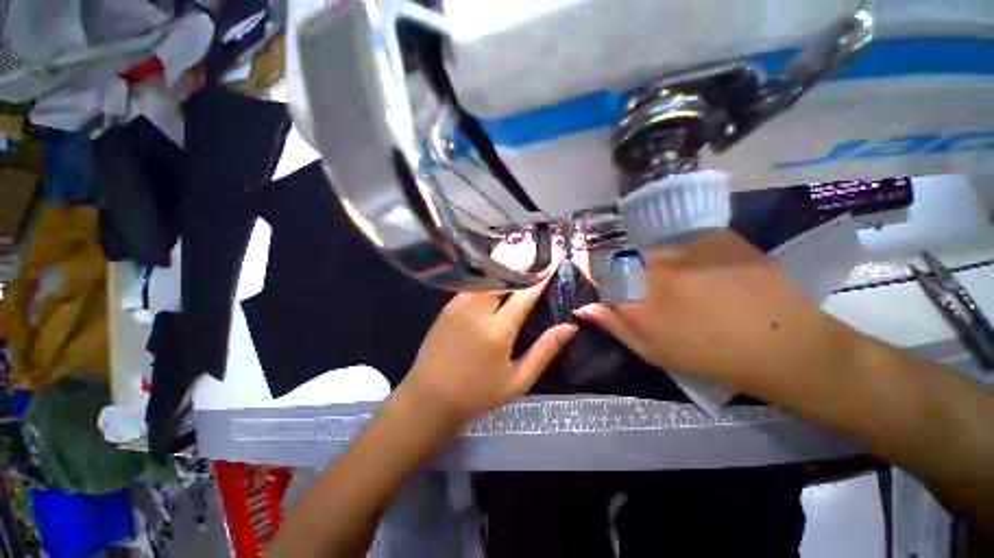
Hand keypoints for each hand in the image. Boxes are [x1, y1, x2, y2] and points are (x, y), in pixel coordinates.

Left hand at [401, 271, 577, 423]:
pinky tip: (496, 278)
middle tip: (536, 257)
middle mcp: (477, 310)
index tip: (552, 264)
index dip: (540, 278)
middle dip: (521, 265)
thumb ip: (544, 351)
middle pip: (503, 278)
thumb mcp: (518, 380)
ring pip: (486, 277)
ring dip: (504, 268)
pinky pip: (473, 285)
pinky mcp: (447, 306)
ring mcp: (458, 305)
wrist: (430, 396)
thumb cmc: (477, 392)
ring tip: (520, 260)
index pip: (523, 295)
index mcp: (497, 330)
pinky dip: (488, 277)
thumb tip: (568, 327)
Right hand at [574, 230, 843, 393]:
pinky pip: (682, 238)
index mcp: (635, 297)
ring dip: (656, 260)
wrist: (782, 344)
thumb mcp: (653, 350)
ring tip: (682, 280)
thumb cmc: (709, 355)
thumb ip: (613, 325)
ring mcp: (685, 247)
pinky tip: (702, 268)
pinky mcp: (713, 236)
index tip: (602, 276)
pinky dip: (683, 250)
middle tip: (654, 287)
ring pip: (652, 246)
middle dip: (629, 269)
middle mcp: (653, 266)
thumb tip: (583, 307)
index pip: (598, 271)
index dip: (595, 270)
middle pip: (624, 256)